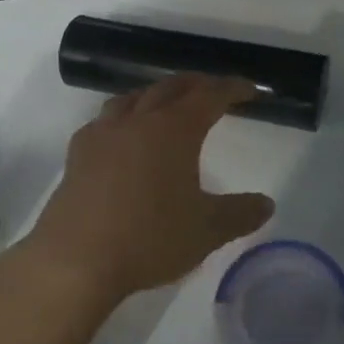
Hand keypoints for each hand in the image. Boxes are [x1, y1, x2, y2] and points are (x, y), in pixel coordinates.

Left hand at [19, 74, 274, 310]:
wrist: (76, 258)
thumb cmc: (150, 238)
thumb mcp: (206, 231)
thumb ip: (240, 214)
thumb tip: (266, 204)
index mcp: (174, 130)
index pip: (209, 96)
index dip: (232, 88)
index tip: (249, 90)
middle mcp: (138, 121)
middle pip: (170, 87)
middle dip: (196, 84)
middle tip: (213, 91)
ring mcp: (103, 134)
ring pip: (133, 98)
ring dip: (156, 94)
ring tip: (167, 105)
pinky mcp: (78, 154)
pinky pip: (104, 120)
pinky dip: (123, 117)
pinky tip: (122, 137)